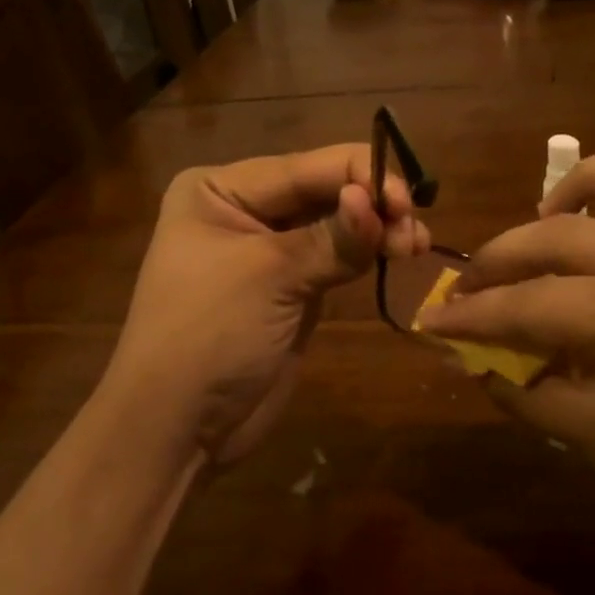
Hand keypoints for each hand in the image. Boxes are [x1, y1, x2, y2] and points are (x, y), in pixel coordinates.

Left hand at [106, 143, 429, 462]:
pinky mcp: (292, 288)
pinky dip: (368, 254)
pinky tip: (398, 254)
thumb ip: (333, 238)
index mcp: (219, 190)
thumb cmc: (209, 335)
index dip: (361, 176)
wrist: (179, 427)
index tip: (407, 202)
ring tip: (415, 245)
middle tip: (415, 231)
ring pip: (336, 224)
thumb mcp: (270, 277)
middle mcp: (244, 210)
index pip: (304, 168)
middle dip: (373, 205)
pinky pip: (337, 258)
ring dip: (378, 230)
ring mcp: (270, 251)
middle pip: (323, 191)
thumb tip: (378, 199)